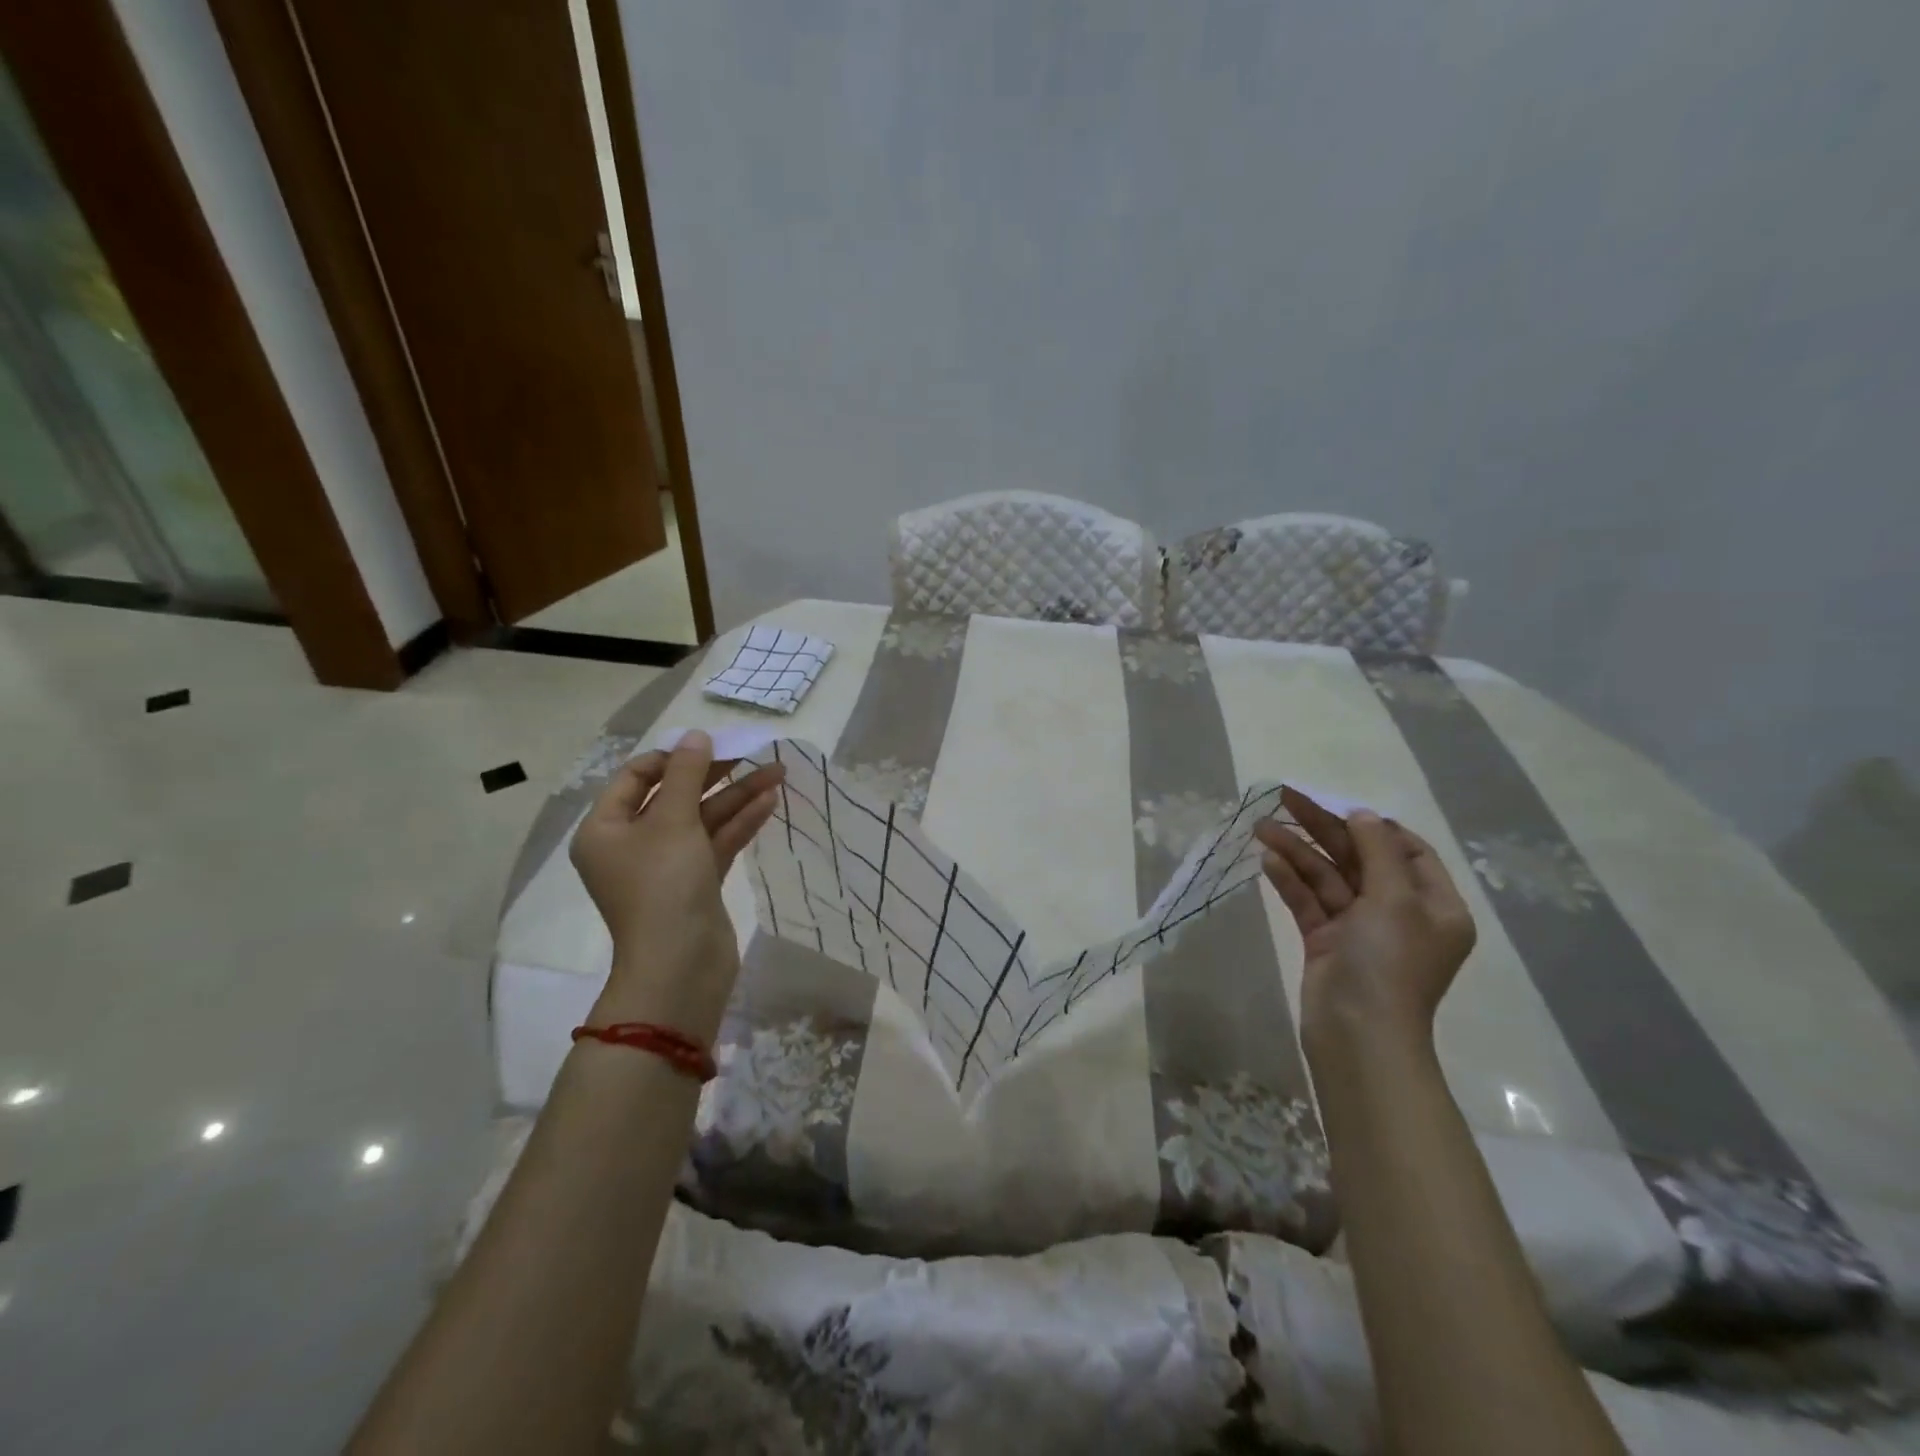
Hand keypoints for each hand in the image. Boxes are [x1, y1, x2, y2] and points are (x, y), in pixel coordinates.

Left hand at [568, 730, 784, 1044]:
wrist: (680, 966)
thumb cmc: (663, 885)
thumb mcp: (672, 820)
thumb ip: (686, 773)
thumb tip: (695, 734)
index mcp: (606, 829)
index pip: (636, 777)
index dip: (673, 757)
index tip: (709, 745)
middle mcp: (632, 844)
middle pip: (675, 796)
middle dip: (715, 774)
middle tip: (752, 753)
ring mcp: (666, 866)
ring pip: (703, 820)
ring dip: (738, 796)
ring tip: (778, 773)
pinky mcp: (696, 884)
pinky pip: (716, 843)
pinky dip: (740, 823)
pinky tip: (770, 801)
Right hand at [1254, 787, 1475, 1060]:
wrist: (1358, 1035)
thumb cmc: (1389, 963)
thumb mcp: (1394, 900)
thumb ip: (1377, 851)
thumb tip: (1361, 814)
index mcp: (1434, 906)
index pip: (1407, 851)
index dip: (1372, 825)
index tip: (1336, 805)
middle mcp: (1400, 914)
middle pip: (1359, 859)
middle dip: (1323, 829)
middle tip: (1285, 799)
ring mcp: (1360, 929)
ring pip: (1327, 878)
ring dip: (1297, 851)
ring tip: (1261, 826)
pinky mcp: (1326, 942)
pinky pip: (1309, 902)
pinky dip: (1290, 880)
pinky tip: (1266, 860)